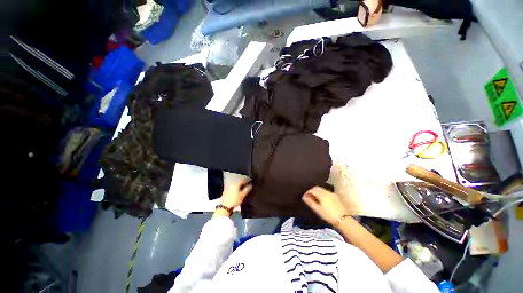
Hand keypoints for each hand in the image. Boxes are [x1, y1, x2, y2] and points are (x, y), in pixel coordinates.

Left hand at [220, 178, 252, 209]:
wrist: (225, 207)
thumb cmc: (234, 200)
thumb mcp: (242, 195)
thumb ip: (247, 189)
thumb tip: (251, 185)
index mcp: (236, 183)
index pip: (243, 179)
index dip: (247, 180)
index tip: (250, 181)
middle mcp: (231, 183)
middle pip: (239, 181)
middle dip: (243, 182)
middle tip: (247, 185)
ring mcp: (228, 187)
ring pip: (236, 184)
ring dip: (240, 185)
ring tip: (243, 188)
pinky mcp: (226, 191)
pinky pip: (233, 187)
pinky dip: (236, 188)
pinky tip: (238, 191)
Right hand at [302, 186, 348, 225]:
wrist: (342, 220)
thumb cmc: (328, 215)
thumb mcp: (317, 209)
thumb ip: (310, 202)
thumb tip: (303, 197)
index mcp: (321, 194)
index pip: (312, 190)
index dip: (307, 192)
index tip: (304, 197)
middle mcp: (326, 192)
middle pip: (317, 188)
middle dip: (311, 191)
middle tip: (308, 197)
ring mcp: (331, 193)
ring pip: (322, 189)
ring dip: (317, 192)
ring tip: (314, 198)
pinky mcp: (335, 196)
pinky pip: (326, 192)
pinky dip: (322, 193)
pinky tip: (322, 199)